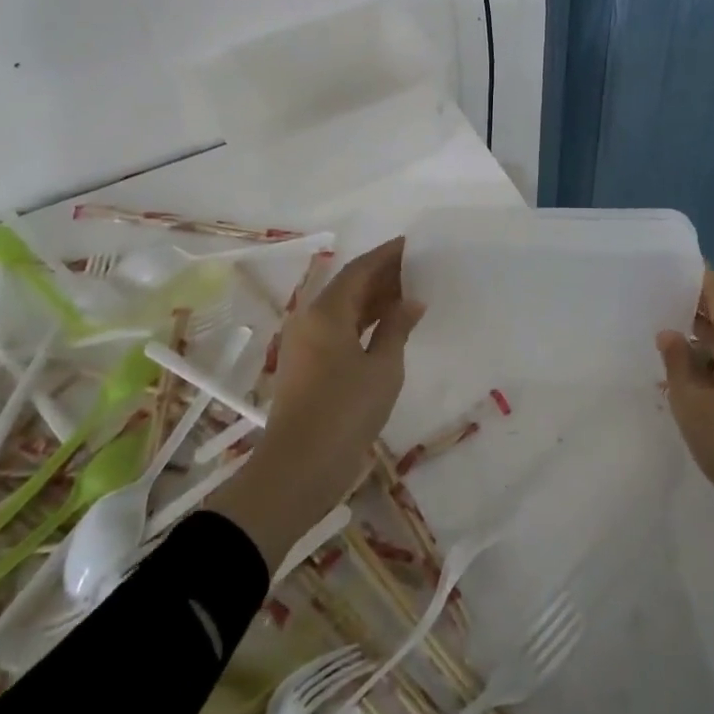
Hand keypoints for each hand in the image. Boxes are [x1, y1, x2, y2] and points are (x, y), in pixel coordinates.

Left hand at [210, 237, 423, 569]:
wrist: (298, 468)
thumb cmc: (345, 412)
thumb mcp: (382, 369)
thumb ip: (396, 329)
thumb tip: (412, 301)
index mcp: (326, 312)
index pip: (359, 270)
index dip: (385, 255)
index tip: (410, 244)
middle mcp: (310, 319)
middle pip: (348, 286)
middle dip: (381, 276)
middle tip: (415, 269)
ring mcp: (304, 343)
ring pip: (342, 309)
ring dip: (372, 300)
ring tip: (407, 295)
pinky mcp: (306, 365)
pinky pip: (337, 329)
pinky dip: (362, 323)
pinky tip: (386, 328)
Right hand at [659, 272, 713, 567]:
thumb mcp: (692, 404)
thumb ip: (678, 363)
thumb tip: (669, 333)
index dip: (697, 275)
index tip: (670, 262)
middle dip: (691, 303)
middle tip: (654, 294)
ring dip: (695, 334)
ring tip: (659, 329)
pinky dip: (704, 360)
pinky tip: (677, 372)